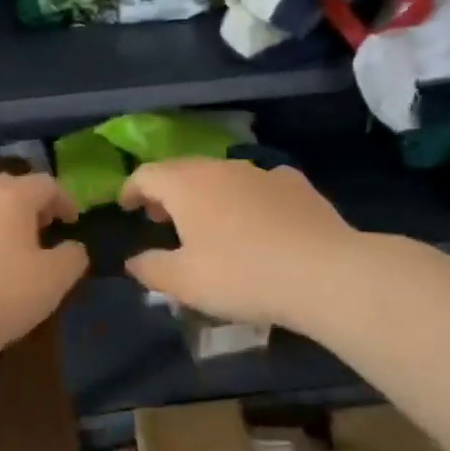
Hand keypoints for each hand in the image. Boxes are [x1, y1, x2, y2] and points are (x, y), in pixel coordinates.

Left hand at [0, 172, 86, 365]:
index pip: (44, 184)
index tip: (71, 221)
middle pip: (4, 189)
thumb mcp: (55, 281)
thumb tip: (72, 247)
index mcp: (10, 198)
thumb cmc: (3, 297)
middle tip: (38, 228)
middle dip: (25, 205)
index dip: (63, 199)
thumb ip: (72, 257)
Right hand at [120, 158, 357, 329]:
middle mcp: (223, 168)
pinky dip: (248, 199)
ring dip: (207, 195)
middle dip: (167, 191)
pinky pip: (261, 186)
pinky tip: (256, 220)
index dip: (131, 189)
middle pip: (184, 171)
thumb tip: (133, 261)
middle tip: (161, 218)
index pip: (147, 174)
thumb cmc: (240, 275)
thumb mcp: (184, 282)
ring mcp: (264, 173)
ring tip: (206, 223)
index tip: (125, 206)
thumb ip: (151, 269)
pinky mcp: (298, 187)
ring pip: (224, 177)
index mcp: (187, 185)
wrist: (323, 273)